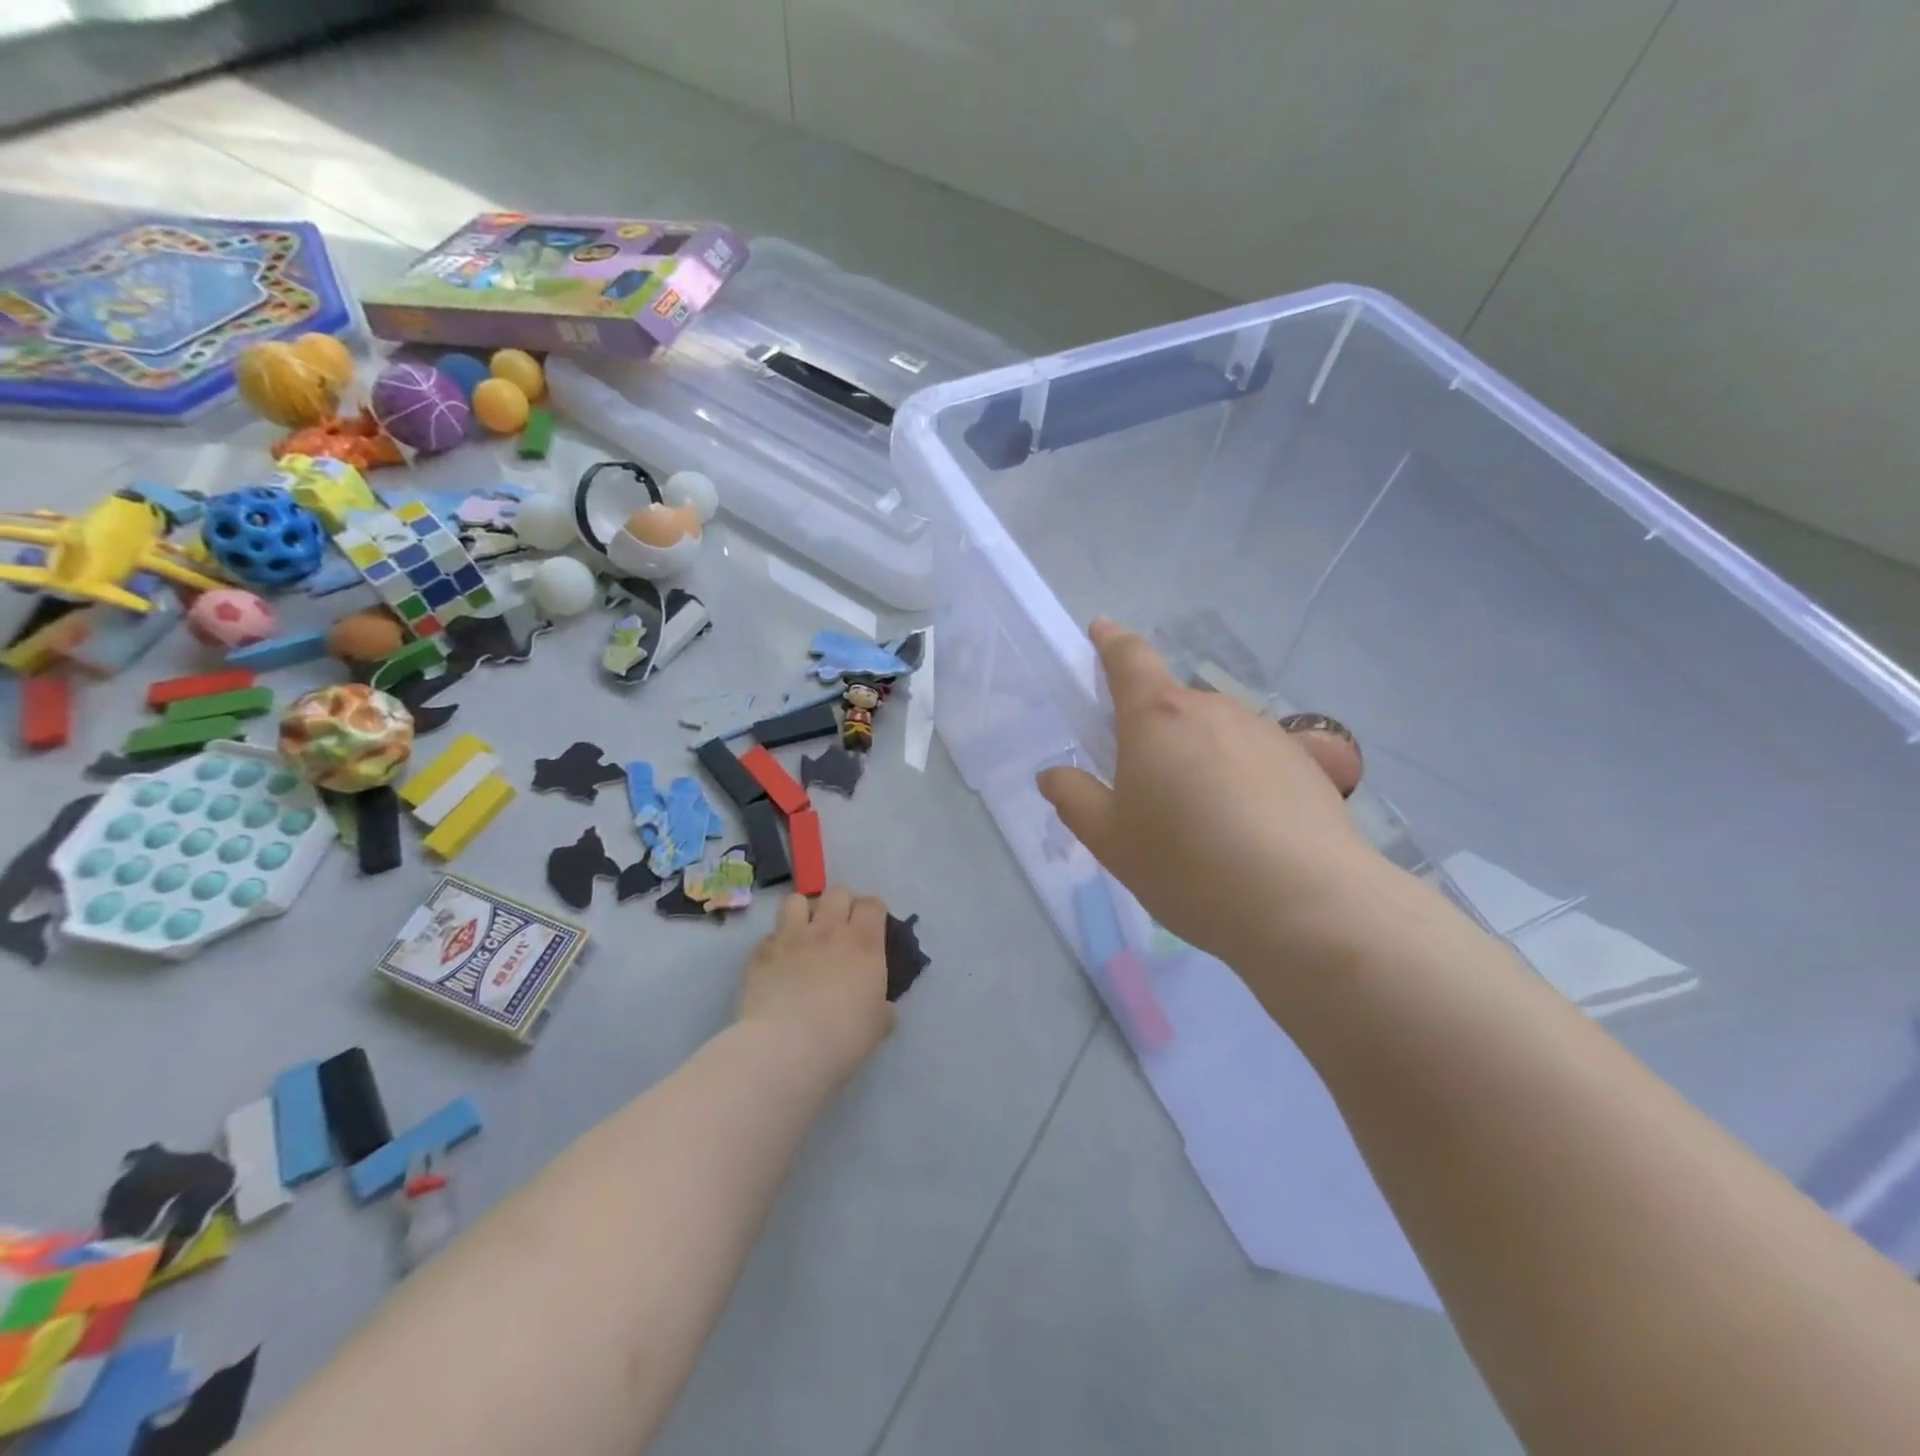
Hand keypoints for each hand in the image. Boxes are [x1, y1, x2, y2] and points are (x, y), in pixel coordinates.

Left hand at [737, 887, 895, 1085]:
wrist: (786, 1047)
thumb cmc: (843, 1037)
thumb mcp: (877, 1026)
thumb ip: (881, 1008)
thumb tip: (882, 1008)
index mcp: (864, 943)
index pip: (872, 904)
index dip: (872, 912)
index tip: (870, 928)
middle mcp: (829, 930)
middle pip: (837, 892)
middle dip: (840, 904)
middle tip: (839, 929)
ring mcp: (792, 937)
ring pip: (797, 900)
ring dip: (802, 912)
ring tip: (803, 933)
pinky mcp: (761, 952)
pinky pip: (769, 934)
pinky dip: (775, 944)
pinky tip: (777, 964)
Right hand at [1037, 619, 1390, 973]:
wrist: (1306, 905)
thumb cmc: (1187, 866)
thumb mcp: (1111, 841)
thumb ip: (1075, 799)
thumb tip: (1054, 775)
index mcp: (1157, 716)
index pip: (1129, 657)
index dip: (1110, 641)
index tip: (1100, 631)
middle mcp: (1213, 709)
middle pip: (1171, 704)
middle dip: (1151, 730)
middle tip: (1143, 788)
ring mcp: (1264, 732)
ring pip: (1214, 733)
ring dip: (1196, 757)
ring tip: (1199, 822)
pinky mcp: (1306, 763)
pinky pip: (1253, 758)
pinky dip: (1238, 779)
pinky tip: (1245, 833)